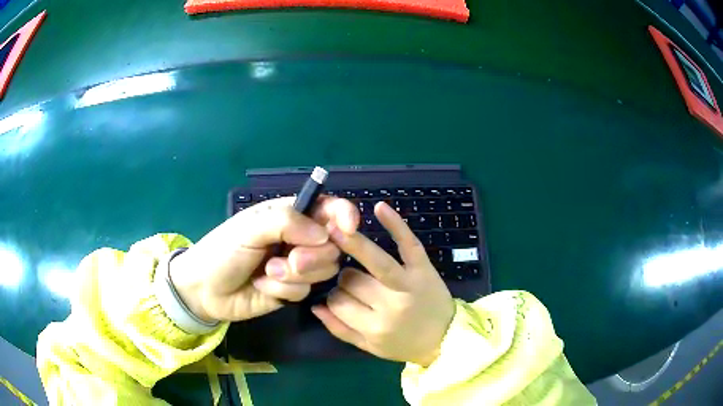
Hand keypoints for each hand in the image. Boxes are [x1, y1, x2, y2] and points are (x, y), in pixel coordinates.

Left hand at [169, 196, 358, 322]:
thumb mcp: (250, 228)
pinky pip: (305, 290)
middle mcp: (299, 239)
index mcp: (290, 215)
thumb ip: (286, 222)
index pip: (328, 209)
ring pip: (323, 270)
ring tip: (267, 272)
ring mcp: (297, 267)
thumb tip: (324, 234)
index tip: (348, 229)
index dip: (343, 215)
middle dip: (313, 255)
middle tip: (291, 259)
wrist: (205, 290)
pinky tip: (262, 286)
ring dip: (294, 274)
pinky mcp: (292, 290)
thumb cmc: (223, 250)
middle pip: (333, 245)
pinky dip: (284, 289)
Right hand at [312, 202, 454, 366]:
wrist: (446, 337)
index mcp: (374, 328)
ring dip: (353, 246)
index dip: (334, 296)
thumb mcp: (369, 348)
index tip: (341, 297)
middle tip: (353, 281)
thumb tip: (315, 305)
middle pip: (352, 280)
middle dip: (345, 277)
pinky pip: (408, 244)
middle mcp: (390, 305)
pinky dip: (395, 224)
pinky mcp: (424, 269)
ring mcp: (409, 284)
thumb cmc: (405, 345)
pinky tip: (379, 208)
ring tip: (338, 232)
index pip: (338, 302)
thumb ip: (339, 329)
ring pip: (372, 262)